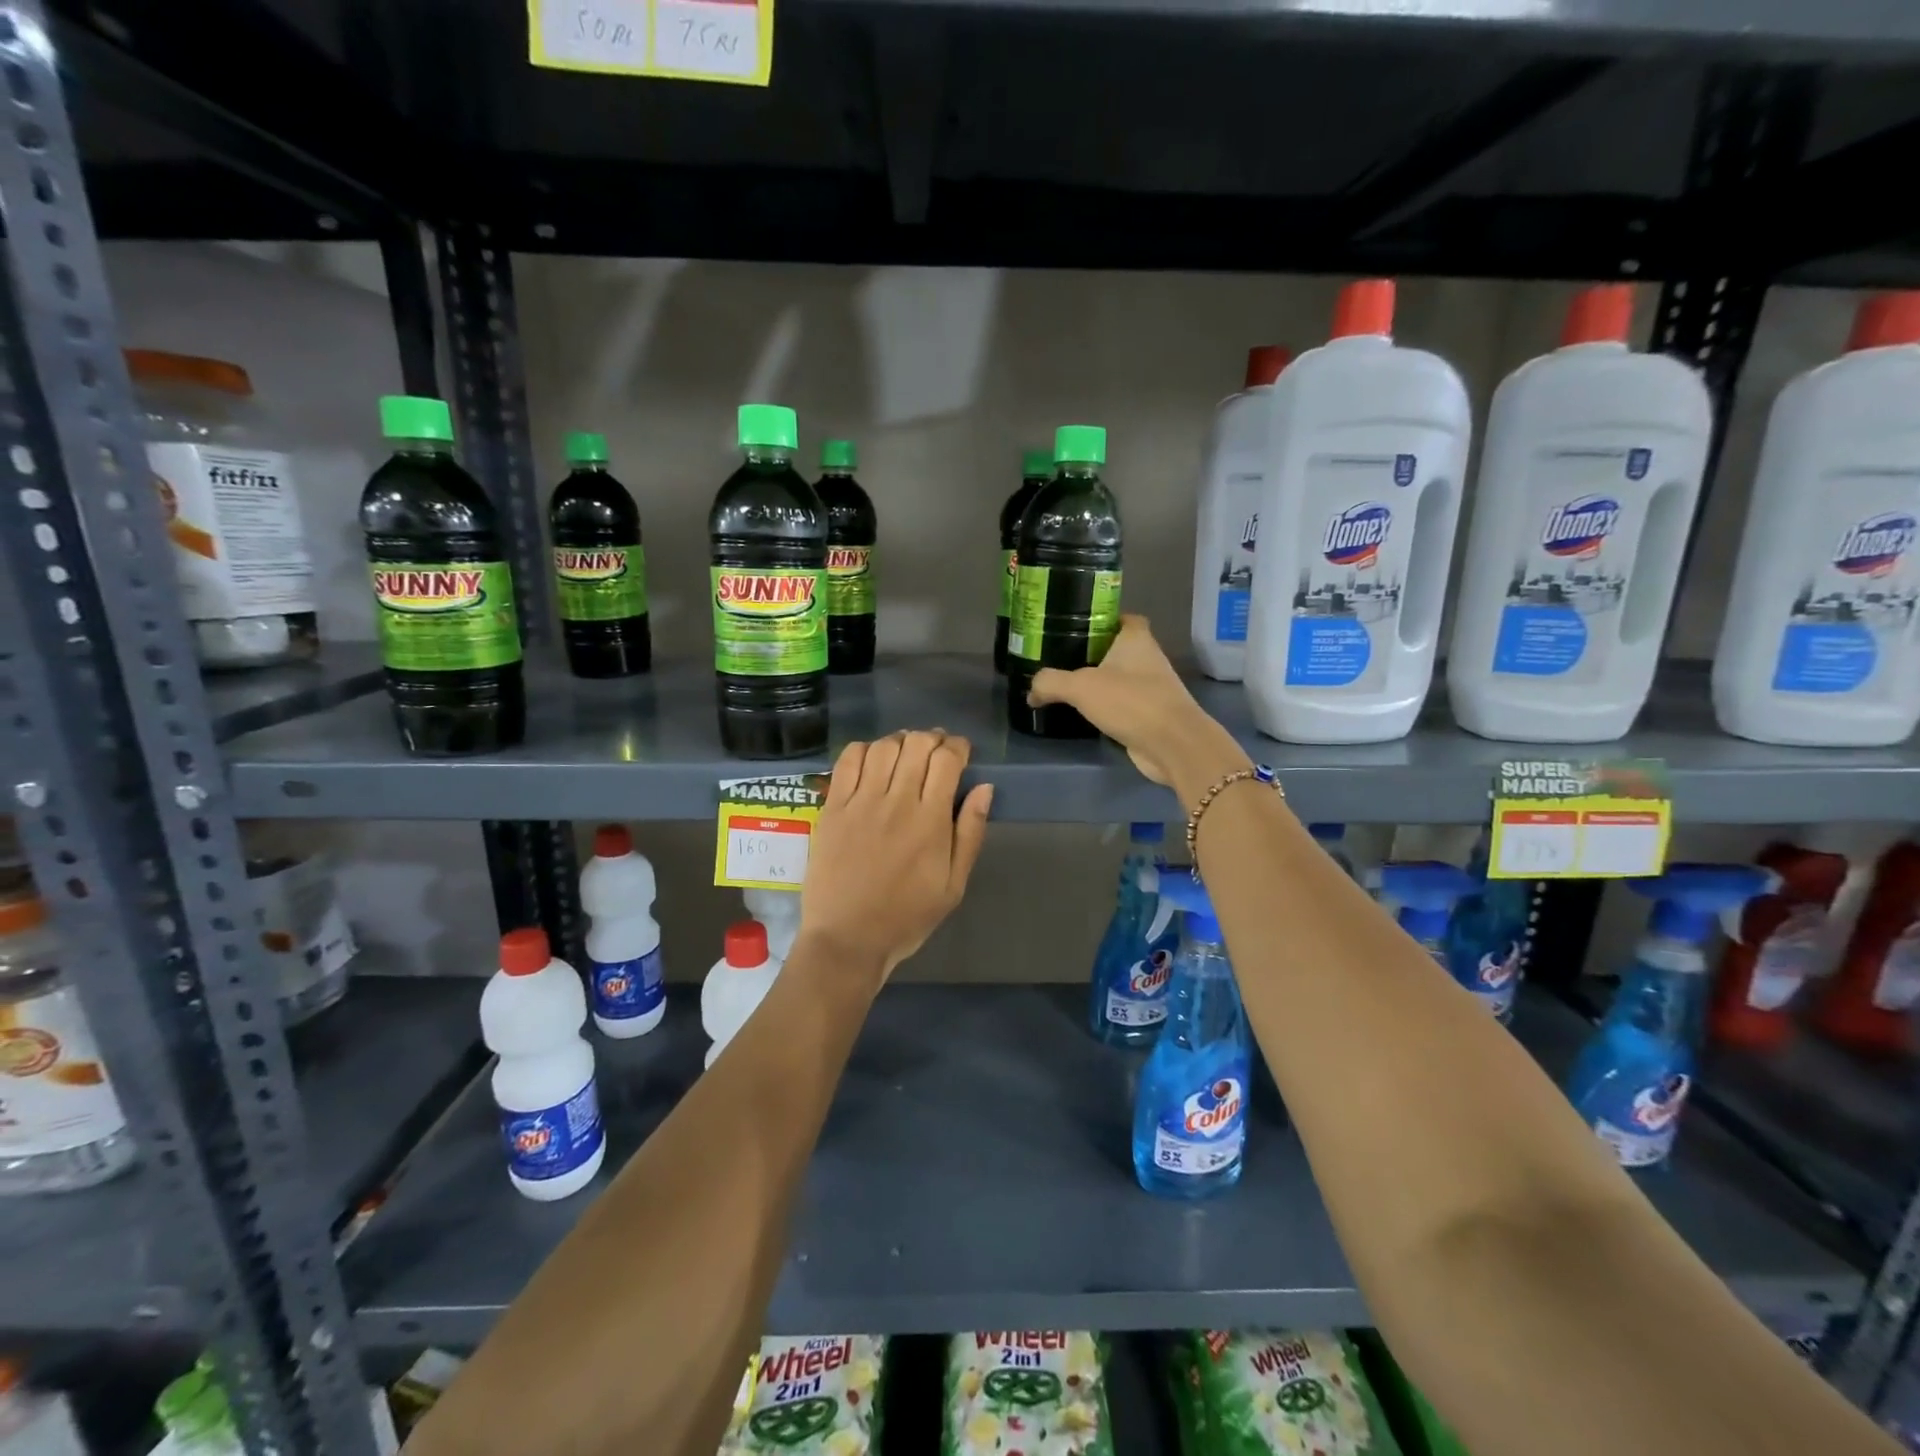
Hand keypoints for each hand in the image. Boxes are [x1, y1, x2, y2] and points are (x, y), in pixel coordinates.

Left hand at [799, 731, 992, 983]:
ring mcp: (860, 802)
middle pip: (916, 744)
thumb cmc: (906, 916)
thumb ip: (970, 833)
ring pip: (883, 747)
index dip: (957, 747)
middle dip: (932, 739)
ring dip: (900, 741)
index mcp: (930, 820)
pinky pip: (847, 761)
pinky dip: (864, 749)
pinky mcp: (832, 808)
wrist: (847, 939)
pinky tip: (872, 761)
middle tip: (935, 752)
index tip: (961, 753)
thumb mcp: (954, 885)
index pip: (947, 759)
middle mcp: (896, 801)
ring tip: (906, 753)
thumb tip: (984, 788)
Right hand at [1028, 616, 1249, 797]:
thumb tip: (1031, 692)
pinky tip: (1085, 713)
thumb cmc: (1130, 701)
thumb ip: (1051, 683)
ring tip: (1066, 686)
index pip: (1122, 618)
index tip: (1076, 627)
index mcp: (1136, 639)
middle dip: (1093, 653)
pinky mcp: (1150, 714)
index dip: (1102, 619)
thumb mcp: (1080, 687)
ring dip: (1099, 682)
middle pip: (1117, 648)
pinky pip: (1123, 704)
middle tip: (1061, 658)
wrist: (1172, 744)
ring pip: (1120, 678)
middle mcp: (1148, 658)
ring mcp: (1152, 687)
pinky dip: (1107, 707)